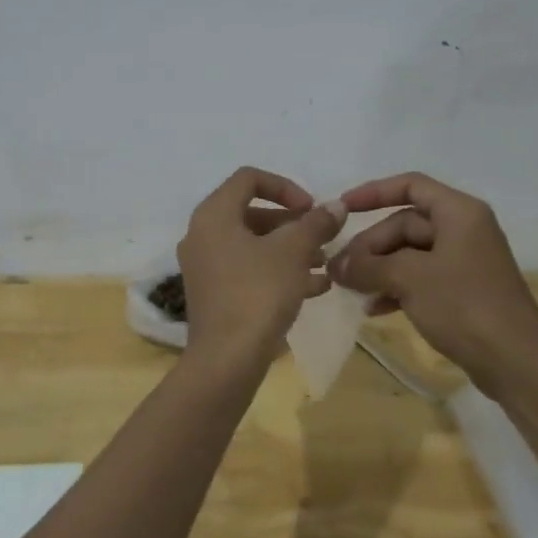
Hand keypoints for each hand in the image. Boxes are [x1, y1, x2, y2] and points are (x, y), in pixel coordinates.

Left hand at [177, 167, 343, 360]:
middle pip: (252, 213)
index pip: (249, 179)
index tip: (311, 208)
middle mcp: (202, 235)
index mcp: (214, 215)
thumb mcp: (293, 252)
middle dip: (293, 224)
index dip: (285, 186)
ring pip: (253, 245)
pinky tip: (315, 288)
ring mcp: (205, 266)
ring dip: (290, 249)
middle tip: (323, 238)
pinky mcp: (214, 294)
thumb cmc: (258, 293)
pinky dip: (278, 271)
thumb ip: (316, 223)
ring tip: (325, 264)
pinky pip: (248, 270)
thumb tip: (336, 206)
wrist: (227, 359)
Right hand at [329, 172, 537, 389]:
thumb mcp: (409, 279)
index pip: (410, 186)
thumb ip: (368, 266)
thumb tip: (336, 265)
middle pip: (405, 224)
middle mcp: (463, 230)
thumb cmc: (464, 306)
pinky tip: (373, 309)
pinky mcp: (463, 291)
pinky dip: (396, 288)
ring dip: (378, 270)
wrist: (515, 361)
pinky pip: (420, 278)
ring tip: (351, 291)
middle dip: (370, 246)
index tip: (341, 209)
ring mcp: (464, 262)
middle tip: (340, 271)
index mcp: (459, 213)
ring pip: (409, 254)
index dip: (373, 193)